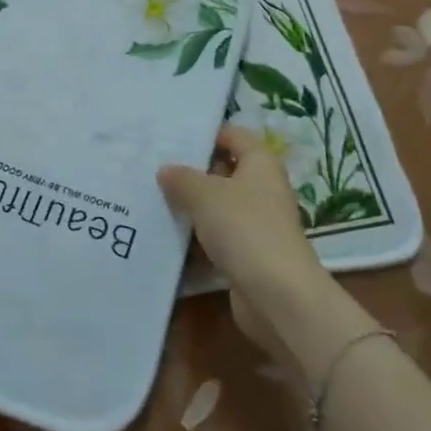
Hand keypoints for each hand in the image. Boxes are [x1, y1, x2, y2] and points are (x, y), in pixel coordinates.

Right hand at [159, 125, 365, 381]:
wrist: (279, 296)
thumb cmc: (244, 229)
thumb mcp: (204, 195)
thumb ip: (182, 178)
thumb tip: (166, 170)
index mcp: (260, 163)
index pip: (232, 135)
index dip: (204, 134)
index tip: (170, 137)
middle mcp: (262, 189)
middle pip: (223, 170)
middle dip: (191, 171)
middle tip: (152, 168)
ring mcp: (257, 223)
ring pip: (218, 206)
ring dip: (191, 206)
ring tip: (151, 198)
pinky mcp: (249, 254)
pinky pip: (217, 236)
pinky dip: (197, 236)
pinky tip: (167, 234)